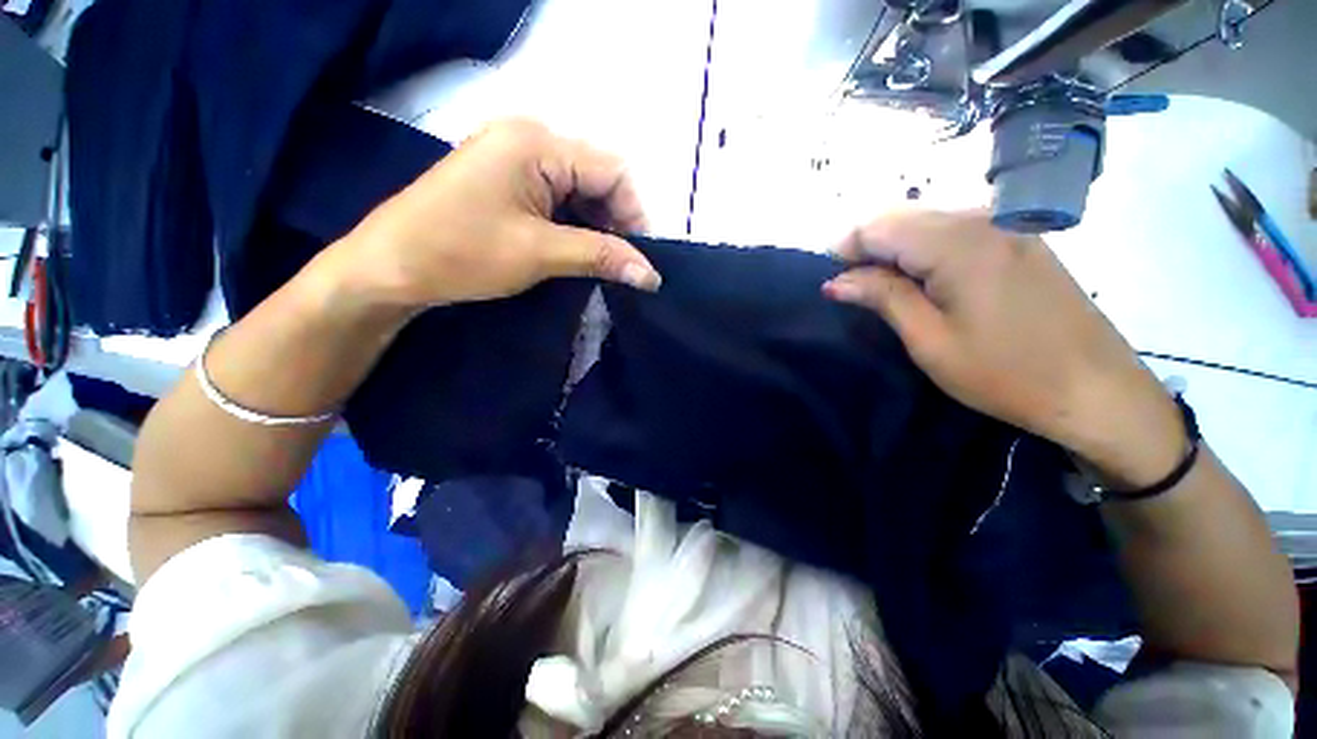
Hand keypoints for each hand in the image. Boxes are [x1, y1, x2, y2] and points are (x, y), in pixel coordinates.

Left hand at [330, 118, 660, 309]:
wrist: (389, 268)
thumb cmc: (461, 253)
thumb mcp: (540, 253)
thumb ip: (601, 257)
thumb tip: (651, 275)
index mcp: (537, 142)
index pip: (612, 171)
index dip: (635, 215)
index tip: (641, 260)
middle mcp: (530, 138)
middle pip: (598, 178)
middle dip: (617, 223)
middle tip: (623, 266)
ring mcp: (516, 158)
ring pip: (580, 191)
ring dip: (597, 227)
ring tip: (602, 264)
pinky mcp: (508, 180)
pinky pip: (558, 198)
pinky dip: (575, 226)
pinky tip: (578, 251)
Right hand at [823, 209, 1183, 486]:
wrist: (1097, 391)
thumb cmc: (1005, 373)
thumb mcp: (929, 340)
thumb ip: (881, 297)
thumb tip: (835, 281)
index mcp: (958, 243)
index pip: (879, 225)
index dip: (845, 248)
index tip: (830, 282)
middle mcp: (983, 219)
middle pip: (902, 216)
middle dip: (866, 247)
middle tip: (850, 287)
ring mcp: (1006, 225)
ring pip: (927, 220)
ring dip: (893, 248)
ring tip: (881, 287)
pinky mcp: (1019, 239)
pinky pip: (954, 229)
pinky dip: (924, 248)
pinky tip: (922, 279)